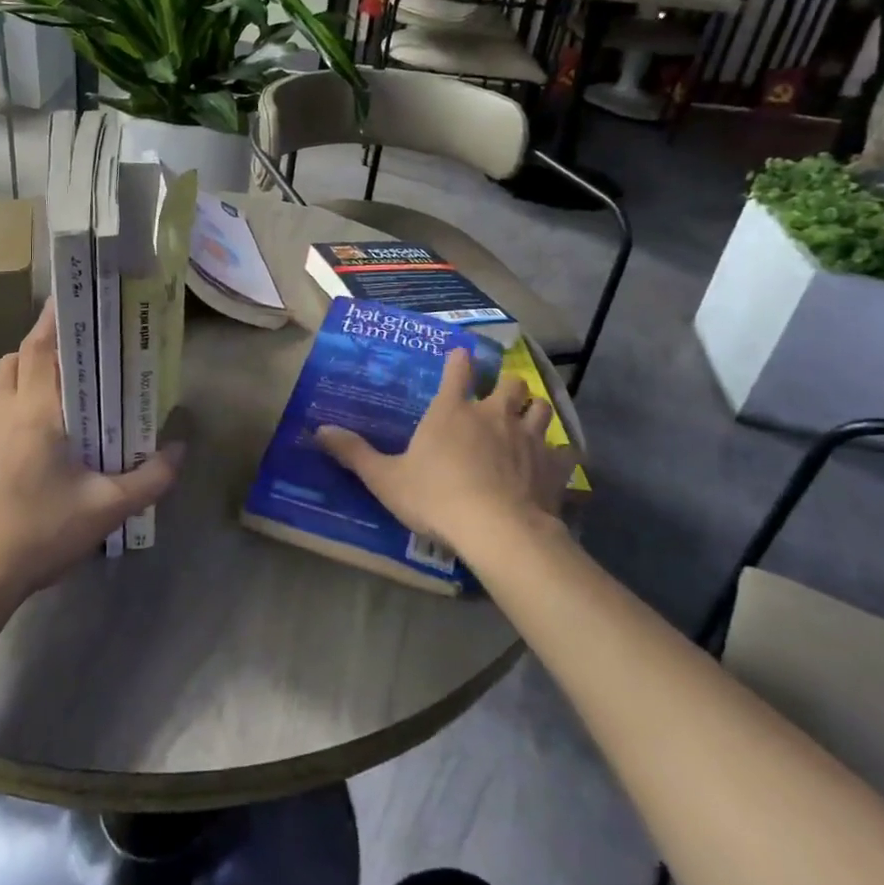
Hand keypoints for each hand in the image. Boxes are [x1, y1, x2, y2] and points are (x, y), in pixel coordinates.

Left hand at [0, 299, 182, 608]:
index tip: (70, 298)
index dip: (53, 319)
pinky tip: (34, 453)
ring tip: (59, 404)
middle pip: (15, 360)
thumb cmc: (40, 534)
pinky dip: (13, 415)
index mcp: (34, 414)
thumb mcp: (107, 510)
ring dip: (25, 381)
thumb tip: (180, 450)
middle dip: (41, 349)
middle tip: (77, 358)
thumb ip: (150, 478)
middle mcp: (0, 414)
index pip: (39, 348)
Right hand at [315, 348, 566, 559]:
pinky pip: (565, 450)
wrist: (496, 530)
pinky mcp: (553, 465)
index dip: (460, 359)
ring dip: (534, 409)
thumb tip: (318, 430)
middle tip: (498, 397)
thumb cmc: (436, 496)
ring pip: (541, 406)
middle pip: (510, 382)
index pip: (458, 368)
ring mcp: (528, 437)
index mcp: (453, 409)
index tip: (462, 355)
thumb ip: (354, 453)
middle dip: (505, 385)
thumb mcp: (385, 478)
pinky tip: (555, 462)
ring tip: (528, 419)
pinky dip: (561, 452)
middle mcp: (494, 413)